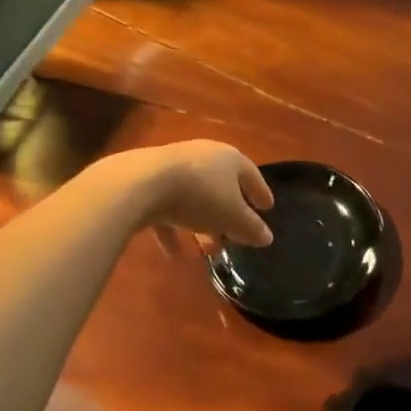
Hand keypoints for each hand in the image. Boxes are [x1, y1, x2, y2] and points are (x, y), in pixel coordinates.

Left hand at [124, 140, 274, 248]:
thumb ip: (251, 228)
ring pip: (195, 197)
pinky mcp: (149, 182)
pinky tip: (173, 254)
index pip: (251, 174)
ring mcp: (174, 167)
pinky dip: (173, 229)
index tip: (268, 208)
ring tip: (207, 249)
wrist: (142, 184)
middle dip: (229, 213)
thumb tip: (267, 237)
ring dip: (202, 223)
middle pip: (221, 186)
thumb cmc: (200, 195)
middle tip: (235, 236)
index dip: (260, 192)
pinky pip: (167, 207)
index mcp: (229, 158)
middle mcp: (203, 156)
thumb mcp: (232, 217)